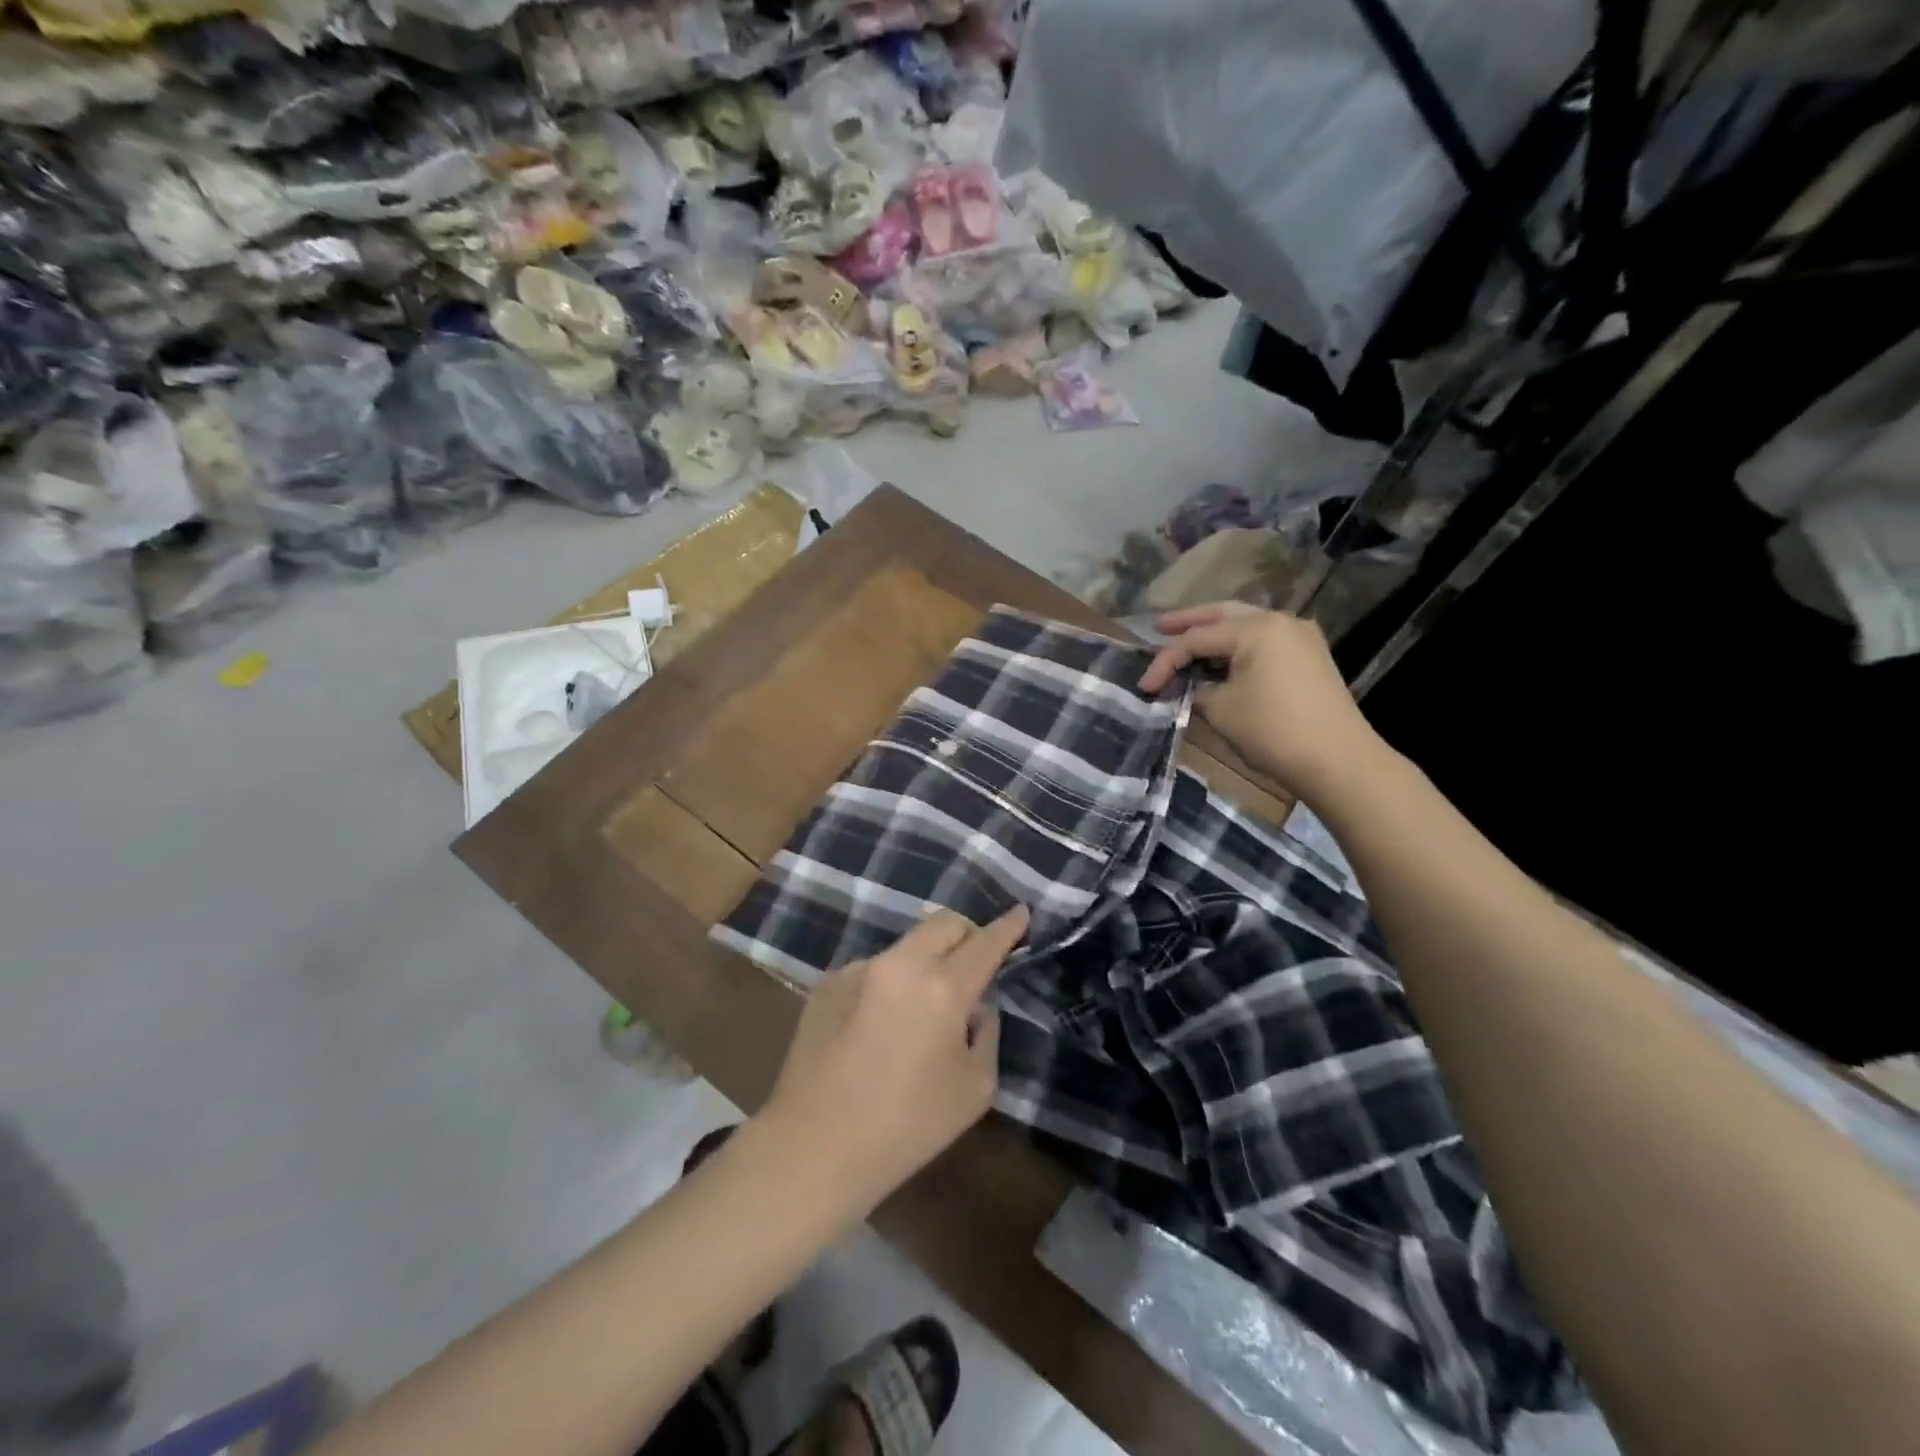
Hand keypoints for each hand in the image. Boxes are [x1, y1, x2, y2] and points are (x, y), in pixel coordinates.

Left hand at [760, 905, 1028, 1208]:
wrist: (815, 1146)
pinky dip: (889, 984)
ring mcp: (859, 968)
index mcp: (943, 988)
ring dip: (925, 961)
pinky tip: (877, 1027)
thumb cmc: (906, 1127)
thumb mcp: (975, 1089)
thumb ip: (985, 1033)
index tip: (1021, 913)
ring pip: (907, 945)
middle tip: (975, 961)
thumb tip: (974, 1007)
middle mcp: (900, 964)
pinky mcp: (828, 982)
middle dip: (968, 933)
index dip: (1008, 926)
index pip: (985, 942)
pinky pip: (873, 970)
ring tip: (919, 1008)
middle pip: (945, 922)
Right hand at [1138, 602, 1385, 801]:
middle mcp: (1279, 621)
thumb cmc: (1274, 731)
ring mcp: (1300, 637)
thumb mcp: (1221, 710)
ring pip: (1246, 625)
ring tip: (1187, 642)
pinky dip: (1237, 646)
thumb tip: (1190, 685)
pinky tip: (1222, 658)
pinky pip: (1264, 640)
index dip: (1165, 661)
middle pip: (1223, 614)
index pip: (1197, 639)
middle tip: (1159, 628)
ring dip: (1215, 633)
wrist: (1338, 760)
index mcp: (1256, 629)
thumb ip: (1197, 689)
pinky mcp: (1310, 657)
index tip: (1144, 685)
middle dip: (1189, 622)